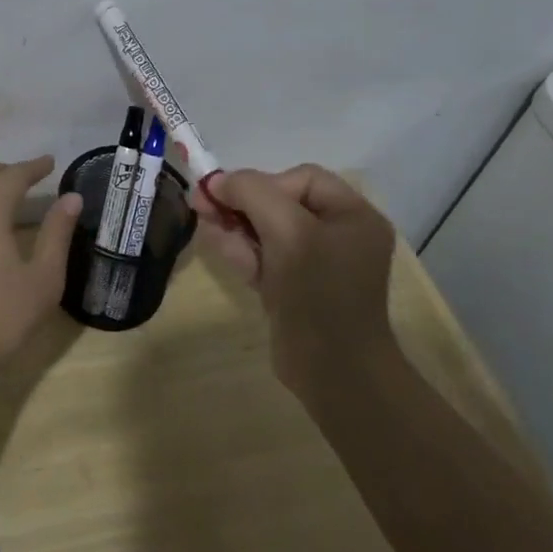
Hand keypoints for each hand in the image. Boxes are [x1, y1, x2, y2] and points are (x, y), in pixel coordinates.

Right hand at [191, 165, 397, 398]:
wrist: (334, 372)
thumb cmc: (318, 291)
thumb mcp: (287, 230)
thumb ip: (252, 193)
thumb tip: (217, 180)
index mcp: (352, 216)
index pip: (302, 179)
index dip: (264, 182)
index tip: (230, 198)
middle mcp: (338, 235)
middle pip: (280, 203)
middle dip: (240, 203)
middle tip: (199, 203)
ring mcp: (316, 265)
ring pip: (267, 232)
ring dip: (233, 225)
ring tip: (202, 220)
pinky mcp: (295, 289)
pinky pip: (265, 258)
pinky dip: (240, 250)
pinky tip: (214, 242)